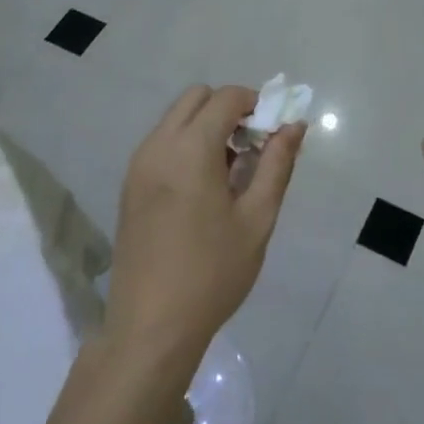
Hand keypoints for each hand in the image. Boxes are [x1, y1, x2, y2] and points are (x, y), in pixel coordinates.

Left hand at [104, 85, 304, 382]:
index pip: (225, 97)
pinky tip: (204, 187)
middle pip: (196, 97)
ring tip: (231, 170)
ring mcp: (138, 164)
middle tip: (253, 146)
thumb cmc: (213, 273)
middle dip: (228, 108)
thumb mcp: (257, 219)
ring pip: (176, 118)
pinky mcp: (130, 184)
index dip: (256, 103)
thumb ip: (276, 164)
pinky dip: (186, 144)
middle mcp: (158, 145)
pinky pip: (162, 142)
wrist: (151, 326)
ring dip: (206, 125)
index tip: (274, 129)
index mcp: (190, 150)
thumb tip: (294, 125)